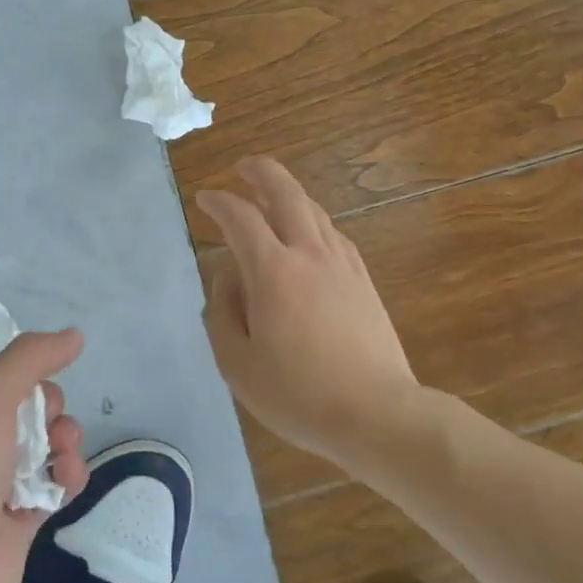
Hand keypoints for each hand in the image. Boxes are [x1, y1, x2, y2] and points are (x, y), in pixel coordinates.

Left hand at [0, 331, 89, 582]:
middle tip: (45, 422)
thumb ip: (30, 358)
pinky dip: (67, 474)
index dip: (21, 368)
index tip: (34, 377)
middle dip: (48, 407)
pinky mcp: (20, 512)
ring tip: (63, 452)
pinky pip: (55, 478)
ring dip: (65, 439)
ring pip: (47, 439)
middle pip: (28, 401)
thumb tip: (75, 335)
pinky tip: (66, 480)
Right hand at [199, 158, 418, 463]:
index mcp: (272, 271)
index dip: (219, 202)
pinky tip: (309, 234)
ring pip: (314, 211)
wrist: (377, 414)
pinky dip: (313, 221)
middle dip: (262, 173)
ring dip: (289, 195)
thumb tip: (225, 279)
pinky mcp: (363, 280)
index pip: (240, 219)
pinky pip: (334, 234)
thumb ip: (222, 314)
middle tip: (244, 167)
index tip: (204, 198)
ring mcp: (342, 265)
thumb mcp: (237, 363)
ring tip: (271, 196)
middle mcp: (309, 254)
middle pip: (286, 195)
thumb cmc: (298, 394)